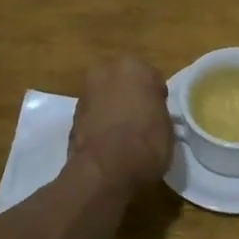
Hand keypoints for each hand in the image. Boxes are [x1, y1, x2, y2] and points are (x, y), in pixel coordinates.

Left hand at [69, 56, 174, 192]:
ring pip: (106, 97)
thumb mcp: (167, 126)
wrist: (105, 171)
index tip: (159, 113)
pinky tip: (109, 143)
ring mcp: (86, 93)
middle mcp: (105, 72)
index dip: (156, 97)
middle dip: (130, 96)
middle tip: (141, 119)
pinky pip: (94, 115)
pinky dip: (100, 124)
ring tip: (124, 135)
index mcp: (133, 67)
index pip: (151, 78)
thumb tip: (150, 115)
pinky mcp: (72, 116)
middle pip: (123, 82)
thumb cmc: (146, 143)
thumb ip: (156, 111)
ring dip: (113, 109)